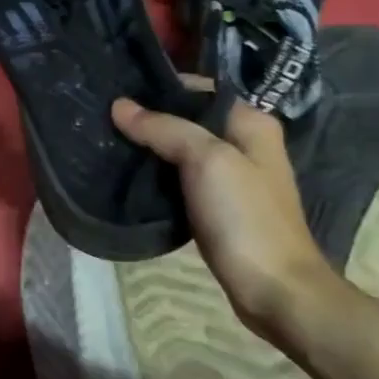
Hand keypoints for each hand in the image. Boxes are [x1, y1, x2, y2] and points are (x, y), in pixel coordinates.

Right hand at [111, 93, 345, 340]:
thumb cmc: (245, 217)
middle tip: (105, 123)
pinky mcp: (217, 207)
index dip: (160, 90)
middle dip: (150, 120)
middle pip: (189, 120)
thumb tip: (119, 105)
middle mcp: (245, 144)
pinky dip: (157, 177)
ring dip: (150, 150)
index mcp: (251, 123)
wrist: (273, 289)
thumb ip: (164, 128)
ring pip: (181, 151)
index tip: (118, 96)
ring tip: (109, 147)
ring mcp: (231, 178)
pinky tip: (130, 179)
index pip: (199, 90)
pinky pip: (180, 180)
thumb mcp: (206, 161)